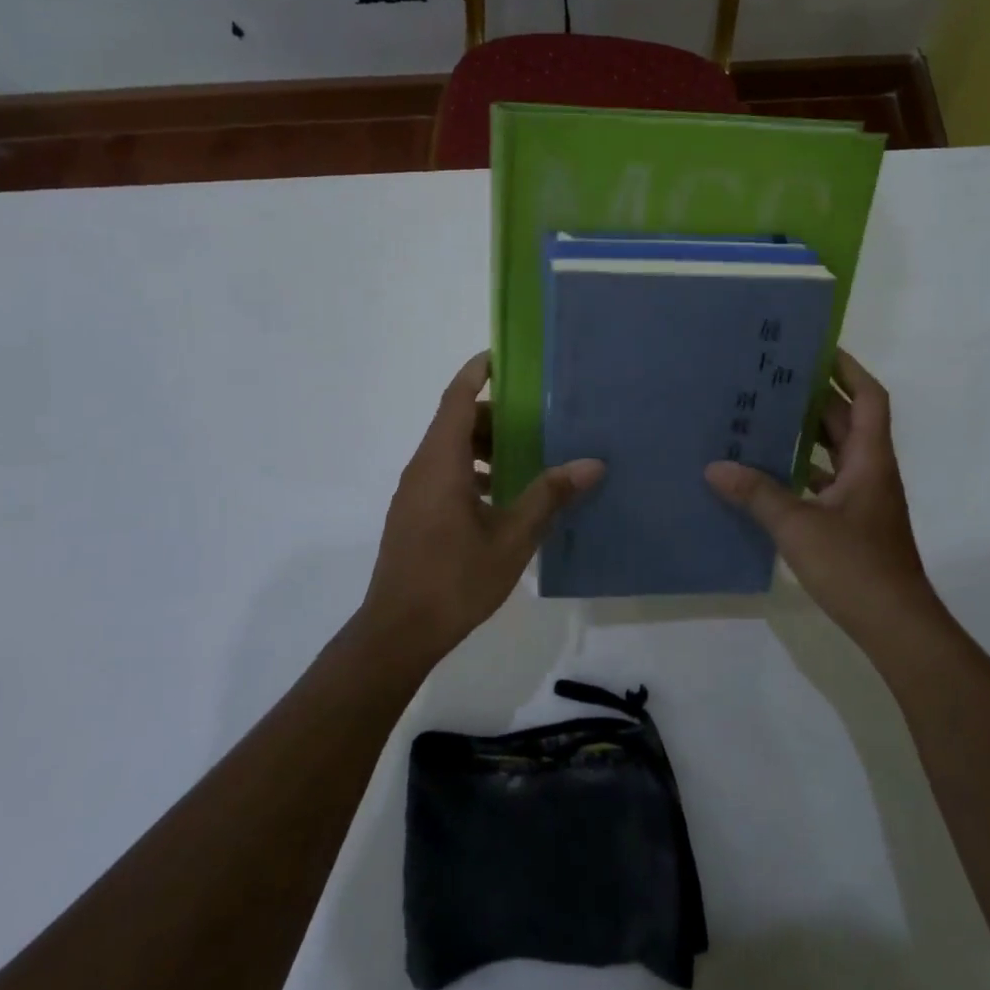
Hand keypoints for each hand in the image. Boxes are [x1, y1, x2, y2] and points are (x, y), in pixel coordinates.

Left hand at [361, 352, 603, 653]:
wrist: (398, 633)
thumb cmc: (455, 579)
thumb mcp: (512, 538)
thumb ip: (549, 496)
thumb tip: (592, 464)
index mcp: (441, 463)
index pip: (456, 398)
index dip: (477, 372)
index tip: (504, 356)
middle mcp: (422, 469)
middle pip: (455, 422)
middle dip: (493, 414)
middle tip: (537, 417)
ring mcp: (414, 494)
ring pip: (449, 450)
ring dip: (484, 446)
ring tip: (527, 458)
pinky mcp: (414, 515)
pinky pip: (444, 474)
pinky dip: (473, 470)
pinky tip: (504, 497)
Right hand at [706, 350, 937, 644]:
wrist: (895, 624)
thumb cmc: (855, 566)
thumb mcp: (798, 526)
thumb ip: (757, 494)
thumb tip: (715, 467)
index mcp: (869, 459)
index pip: (868, 398)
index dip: (848, 369)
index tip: (817, 349)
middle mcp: (871, 470)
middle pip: (847, 420)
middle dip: (815, 397)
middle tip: (773, 379)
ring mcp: (864, 498)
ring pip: (837, 451)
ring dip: (809, 434)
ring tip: (765, 417)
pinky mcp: (854, 522)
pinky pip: (827, 481)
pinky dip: (804, 471)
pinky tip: (771, 474)